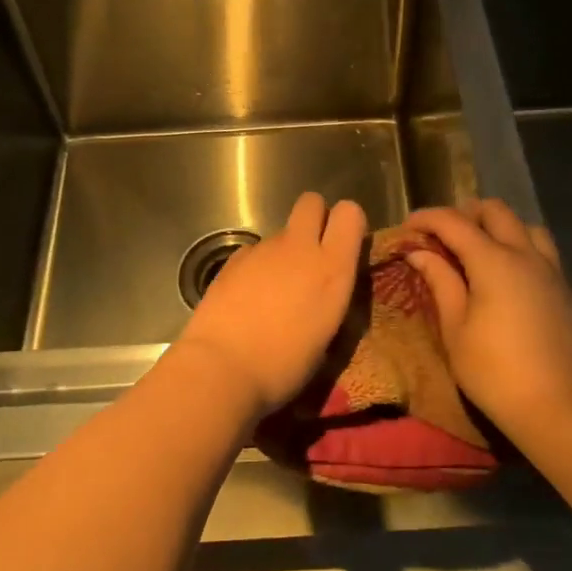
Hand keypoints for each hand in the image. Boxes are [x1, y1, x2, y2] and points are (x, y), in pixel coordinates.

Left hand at [169, 192, 367, 418]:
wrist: (222, 368)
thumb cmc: (284, 365)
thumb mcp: (326, 337)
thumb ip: (331, 299)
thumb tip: (326, 289)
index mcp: (332, 268)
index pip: (350, 213)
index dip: (347, 224)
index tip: (343, 246)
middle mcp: (299, 248)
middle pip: (311, 202)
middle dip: (314, 219)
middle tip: (311, 254)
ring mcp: (263, 250)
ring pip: (281, 234)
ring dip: (282, 253)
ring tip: (272, 293)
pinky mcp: (233, 259)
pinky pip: (254, 252)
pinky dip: (255, 268)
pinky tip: (246, 299)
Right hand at [403, 200, 571, 434]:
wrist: (558, 406)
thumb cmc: (494, 371)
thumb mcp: (455, 329)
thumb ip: (440, 282)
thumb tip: (419, 252)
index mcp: (493, 261)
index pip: (453, 222)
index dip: (426, 218)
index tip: (407, 228)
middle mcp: (525, 254)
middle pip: (494, 211)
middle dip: (464, 214)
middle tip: (442, 238)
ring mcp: (550, 269)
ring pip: (524, 226)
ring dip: (498, 227)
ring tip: (478, 251)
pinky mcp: (564, 288)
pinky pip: (542, 250)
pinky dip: (519, 247)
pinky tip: (507, 275)